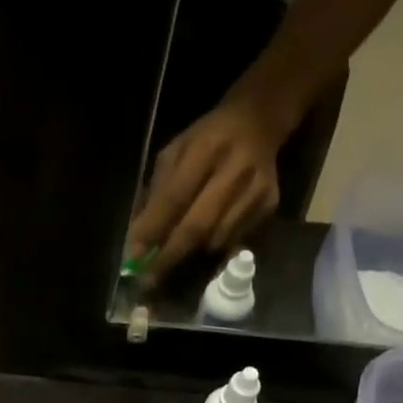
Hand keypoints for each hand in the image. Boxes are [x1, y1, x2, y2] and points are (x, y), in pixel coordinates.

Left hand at [126, 98, 280, 284]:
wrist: (259, 122)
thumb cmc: (206, 140)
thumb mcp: (174, 153)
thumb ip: (155, 193)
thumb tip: (135, 239)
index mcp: (206, 148)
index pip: (175, 198)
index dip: (152, 231)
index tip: (133, 258)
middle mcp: (235, 170)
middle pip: (197, 225)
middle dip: (169, 256)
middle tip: (148, 279)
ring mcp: (257, 190)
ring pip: (215, 239)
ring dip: (189, 254)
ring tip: (172, 258)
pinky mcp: (269, 205)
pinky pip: (234, 240)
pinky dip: (212, 248)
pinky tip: (204, 242)